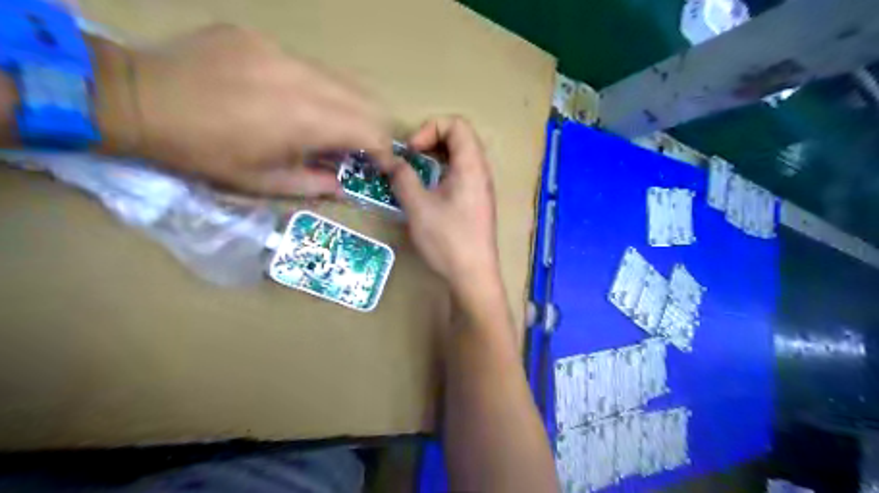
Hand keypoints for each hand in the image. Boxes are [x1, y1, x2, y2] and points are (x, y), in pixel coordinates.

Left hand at [101, 25, 392, 196]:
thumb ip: (313, 185)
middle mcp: (304, 79)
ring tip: (326, 126)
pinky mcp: (261, 39)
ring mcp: (282, 52)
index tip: (382, 166)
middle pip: (366, 100)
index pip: (371, 131)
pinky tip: (285, 100)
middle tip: (359, 148)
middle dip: (372, 128)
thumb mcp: (263, 183)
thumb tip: (341, 184)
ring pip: (339, 79)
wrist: (137, 100)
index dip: (384, 152)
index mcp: (306, 120)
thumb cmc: (205, 153)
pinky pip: (305, 65)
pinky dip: (312, 89)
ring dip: (345, 107)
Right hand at [385, 116, 497, 291]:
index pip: (457, 124)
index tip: (412, 151)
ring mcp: (480, 188)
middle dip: (431, 140)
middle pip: (460, 137)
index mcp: (471, 166)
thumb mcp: (418, 207)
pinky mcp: (476, 202)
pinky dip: (442, 172)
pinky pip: (461, 174)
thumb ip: (402, 178)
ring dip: (436, 157)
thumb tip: (390, 160)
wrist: (473, 276)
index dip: (430, 128)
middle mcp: (481, 172)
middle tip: (411, 159)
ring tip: (415, 172)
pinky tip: (427, 190)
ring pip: (460, 157)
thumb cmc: (447, 240)